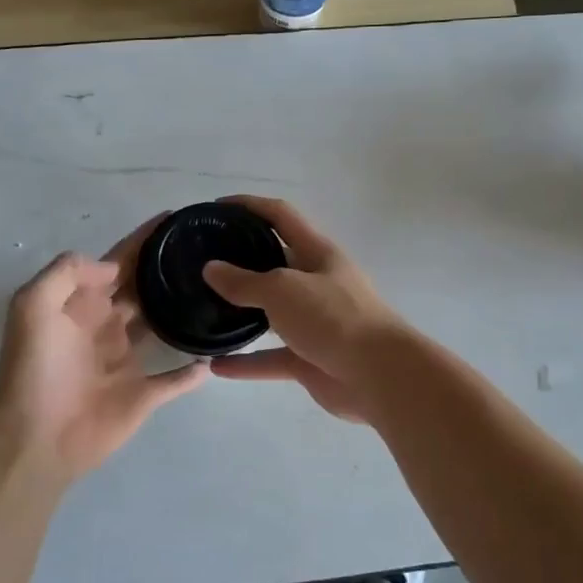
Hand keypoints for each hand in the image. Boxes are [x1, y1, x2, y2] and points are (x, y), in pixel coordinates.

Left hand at [0, 216, 208, 482]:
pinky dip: (194, 370)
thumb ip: (68, 273)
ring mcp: (127, 361)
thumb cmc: (34, 369)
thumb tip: (114, 268)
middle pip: (144, 288)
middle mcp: (107, 325)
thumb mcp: (32, 306)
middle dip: (167, 268)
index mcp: (83, 303)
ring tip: (219, 291)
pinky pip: (176, 379)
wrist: (33, 438)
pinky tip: (216, 356)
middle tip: (208, 249)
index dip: (144, 239)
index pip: (119, 261)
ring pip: (162, 327)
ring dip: (183, 311)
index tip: (176, 218)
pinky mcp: (143, 395)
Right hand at [201, 195, 413, 423]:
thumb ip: (244, 281)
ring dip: (241, 313)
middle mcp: (316, 282)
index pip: (281, 216)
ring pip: (271, 313)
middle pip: (274, 263)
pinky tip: (216, 366)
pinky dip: (246, 362)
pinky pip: (271, 358)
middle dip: (241, 261)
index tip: (216, 208)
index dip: (250, 206)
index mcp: (317, 253)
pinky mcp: (310, 359)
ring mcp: (314, 323)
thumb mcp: (283, 289)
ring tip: (204, 309)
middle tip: (202, 263)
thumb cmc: (333, 317)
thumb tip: (211, 269)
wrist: (380, 376)